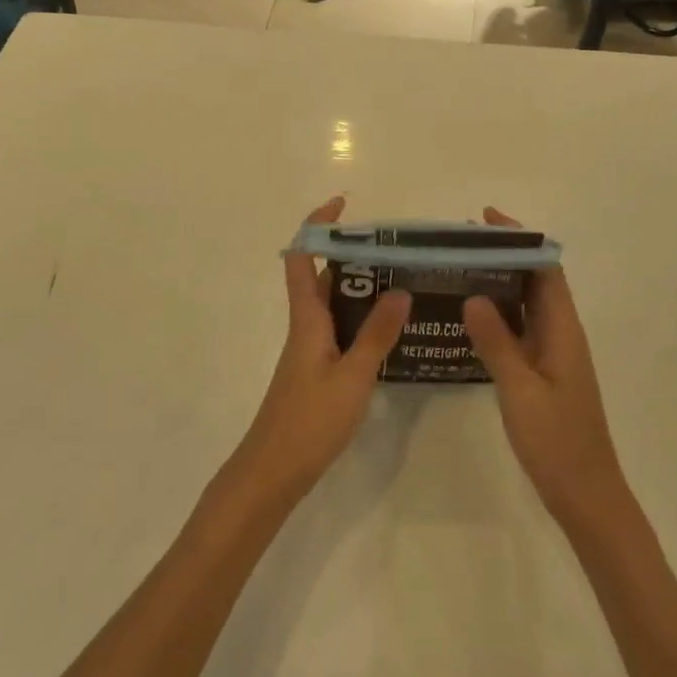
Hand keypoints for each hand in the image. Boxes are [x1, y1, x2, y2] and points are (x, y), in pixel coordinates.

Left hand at [229, 196, 410, 506]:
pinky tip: (390, 330)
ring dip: (361, 288)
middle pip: (323, 276)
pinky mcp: (317, 368)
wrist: (273, 471)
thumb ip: (376, 334)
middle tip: (396, 250)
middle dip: (354, 256)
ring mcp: (310, 347)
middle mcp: (306, 324)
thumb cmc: (309, 420)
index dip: (318, 226)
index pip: (302, 256)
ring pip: (333, 303)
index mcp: (307, 317)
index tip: (343, 205)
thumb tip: (399, 289)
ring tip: (404, 281)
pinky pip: (339, 328)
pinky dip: (361, 319)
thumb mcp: (352, 376)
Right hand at [462, 208, 627, 530]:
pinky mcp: (544, 373)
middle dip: (505, 256)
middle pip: (536, 281)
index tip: (486, 220)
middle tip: (461, 243)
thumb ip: (497, 342)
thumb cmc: (557, 442)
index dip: (520, 240)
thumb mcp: (520, 390)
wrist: (586, 496)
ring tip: (459, 269)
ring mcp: (554, 355)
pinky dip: (498, 314)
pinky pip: (521, 329)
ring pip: (527, 305)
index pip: (545, 269)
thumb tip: (474, 295)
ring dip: (500, 283)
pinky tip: (470, 317)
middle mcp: (561, 334)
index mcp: (563, 331)